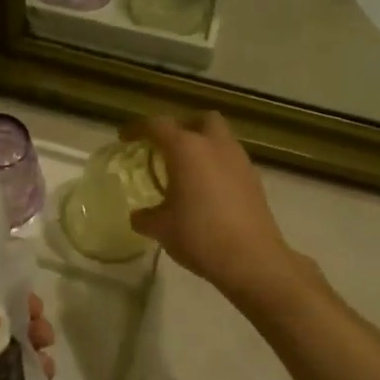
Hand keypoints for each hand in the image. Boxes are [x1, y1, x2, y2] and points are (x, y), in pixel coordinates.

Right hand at [125, 113, 310, 306]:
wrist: (252, 259)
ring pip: (220, 137)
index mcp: (186, 149)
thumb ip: (145, 217)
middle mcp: (215, 145)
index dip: (138, 128)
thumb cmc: (199, 236)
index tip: (125, 137)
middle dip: (181, 126)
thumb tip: (138, 216)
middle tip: (166, 145)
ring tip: (186, 170)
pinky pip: (231, 159)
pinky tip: (207, 189)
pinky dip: (217, 164)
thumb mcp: (162, 228)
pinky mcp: (254, 179)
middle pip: (200, 119)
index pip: (157, 125)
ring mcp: (239, 160)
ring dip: (202, 145)